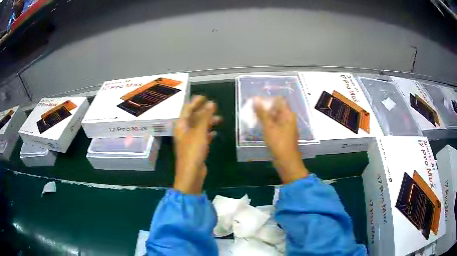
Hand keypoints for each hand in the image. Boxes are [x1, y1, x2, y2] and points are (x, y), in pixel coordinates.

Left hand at [173, 96, 221, 193]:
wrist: (191, 173)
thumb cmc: (193, 151)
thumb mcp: (199, 132)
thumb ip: (205, 117)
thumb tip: (211, 103)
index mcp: (181, 126)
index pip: (187, 109)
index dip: (195, 102)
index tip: (205, 96)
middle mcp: (184, 131)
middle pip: (193, 117)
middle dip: (204, 112)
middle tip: (215, 107)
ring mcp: (189, 140)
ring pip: (199, 127)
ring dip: (208, 122)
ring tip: (220, 119)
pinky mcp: (195, 148)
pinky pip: (202, 137)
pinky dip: (208, 133)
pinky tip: (215, 133)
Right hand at [254, 97, 307, 183]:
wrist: (286, 161)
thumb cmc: (279, 143)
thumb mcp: (269, 127)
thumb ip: (262, 113)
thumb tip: (256, 99)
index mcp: (288, 114)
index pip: (279, 101)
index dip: (268, 99)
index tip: (256, 101)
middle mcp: (288, 119)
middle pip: (276, 109)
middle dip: (264, 108)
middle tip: (251, 108)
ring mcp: (286, 127)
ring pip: (274, 118)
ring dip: (265, 116)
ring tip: (252, 116)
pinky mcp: (282, 134)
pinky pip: (274, 125)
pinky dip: (267, 124)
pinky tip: (258, 125)